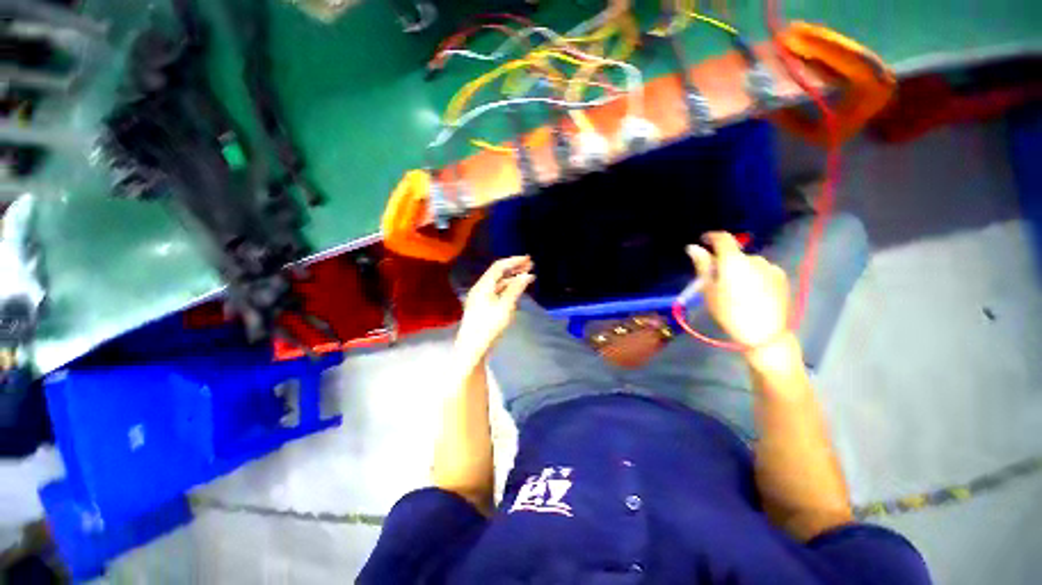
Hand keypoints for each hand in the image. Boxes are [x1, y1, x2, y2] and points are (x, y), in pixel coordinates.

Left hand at [455, 256, 534, 363]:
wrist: (473, 348)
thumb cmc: (489, 326)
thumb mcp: (505, 306)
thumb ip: (516, 289)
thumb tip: (526, 275)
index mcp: (483, 285)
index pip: (499, 266)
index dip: (514, 261)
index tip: (529, 260)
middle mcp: (480, 288)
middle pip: (498, 273)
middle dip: (514, 268)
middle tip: (530, 266)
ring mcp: (480, 298)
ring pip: (497, 283)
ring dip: (511, 279)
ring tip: (526, 277)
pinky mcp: (482, 307)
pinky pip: (496, 292)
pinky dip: (507, 289)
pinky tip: (516, 291)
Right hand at [687, 232, 789, 347]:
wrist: (765, 333)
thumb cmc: (729, 312)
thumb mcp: (709, 290)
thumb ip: (703, 266)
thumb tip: (693, 248)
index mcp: (733, 260)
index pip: (722, 238)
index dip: (711, 237)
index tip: (703, 241)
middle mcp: (754, 258)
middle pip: (735, 254)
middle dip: (724, 262)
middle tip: (716, 280)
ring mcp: (770, 267)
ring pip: (748, 263)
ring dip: (740, 270)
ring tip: (736, 290)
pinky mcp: (781, 277)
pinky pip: (762, 271)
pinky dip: (754, 276)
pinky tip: (752, 293)